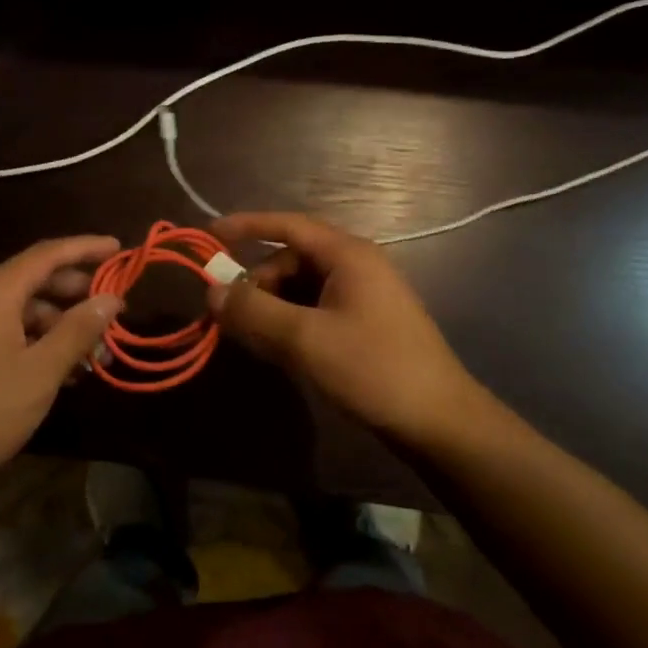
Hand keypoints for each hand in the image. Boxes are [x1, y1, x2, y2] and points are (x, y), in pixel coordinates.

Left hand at [0, 235, 124, 494]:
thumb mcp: (41, 371)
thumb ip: (79, 329)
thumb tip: (111, 299)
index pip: (47, 254)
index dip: (86, 248)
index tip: (119, 249)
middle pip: (34, 278)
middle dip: (77, 292)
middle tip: (113, 308)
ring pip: (22, 307)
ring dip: (60, 323)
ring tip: (95, 350)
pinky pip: (7, 328)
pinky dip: (37, 338)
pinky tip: (64, 366)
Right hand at [207, 212, 490, 447]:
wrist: (439, 422)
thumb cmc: (373, 369)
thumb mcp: (304, 339)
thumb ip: (254, 311)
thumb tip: (211, 291)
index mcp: (347, 255)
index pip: (287, 225)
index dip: (246, 226)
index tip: (208, 235)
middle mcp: (356, 266)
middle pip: (290, 260)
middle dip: (256, 283)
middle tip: (227, 315)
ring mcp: (362, 296)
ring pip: (300, 288)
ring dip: (271, 307)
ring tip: (250, 338)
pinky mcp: (363, 324)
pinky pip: (314, 310)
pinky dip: (289, 322)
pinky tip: (277, 349)